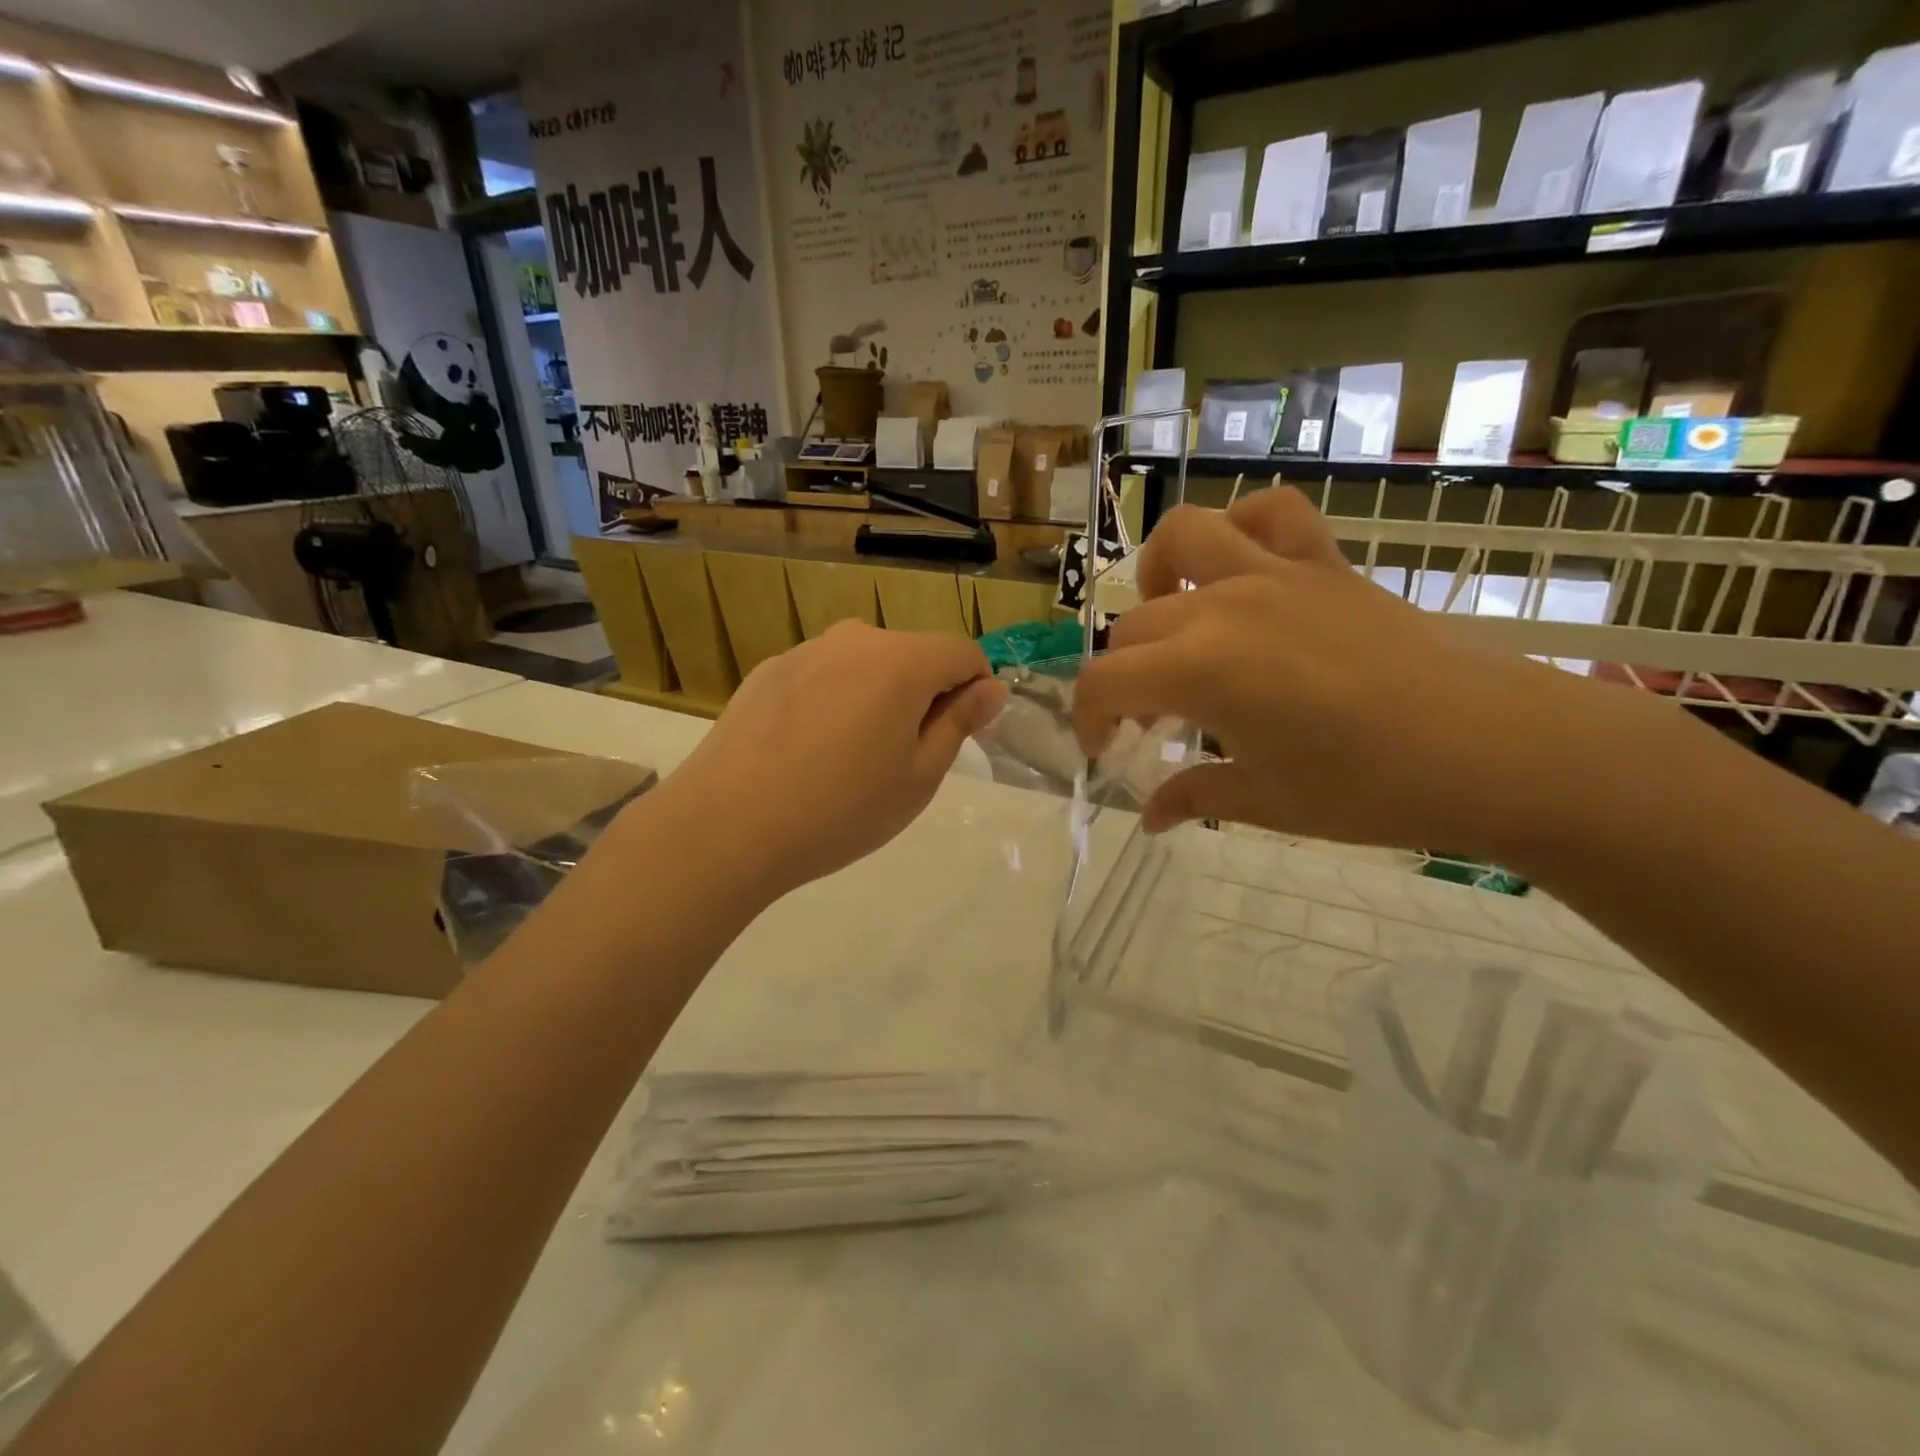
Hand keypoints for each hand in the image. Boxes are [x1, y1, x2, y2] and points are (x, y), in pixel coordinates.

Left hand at [654, 622, 1006, 900]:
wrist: (726, 826)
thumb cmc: (840, 809)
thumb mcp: (918, 776)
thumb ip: (959, 722)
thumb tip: (990, 688)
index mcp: (901, 661)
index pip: (962, 653)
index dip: (976, 690)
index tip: (964, 737)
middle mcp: (854, 640)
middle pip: (913, 655)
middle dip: (925, 695)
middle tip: (905, 759)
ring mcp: (805, 651)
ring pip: (866, 665)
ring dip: (878, 698)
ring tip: (852, 759)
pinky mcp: (768, 672)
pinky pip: (824, 677)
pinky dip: (835, 702)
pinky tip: (809, 752)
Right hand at [1073, 488, 1625, 858]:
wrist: (1496, 751)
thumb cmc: (1372, 790)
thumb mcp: (1267, 803)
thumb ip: (1194, 796)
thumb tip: (1151, 817)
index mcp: (1200, 671)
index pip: (1102, 683)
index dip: (1089, 720)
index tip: (1108, 752)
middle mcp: (1223, 608)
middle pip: (1133, 627)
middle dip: (1126, 677)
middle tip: (1154, 720)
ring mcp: (1275, 575)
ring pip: (1182, 539)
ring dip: (1157, 577)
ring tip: (1174, 618)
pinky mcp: (1324, 563)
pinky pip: (1270, 514)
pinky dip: (1241, 529)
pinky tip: (1241, 569)